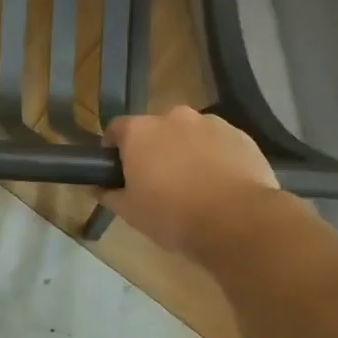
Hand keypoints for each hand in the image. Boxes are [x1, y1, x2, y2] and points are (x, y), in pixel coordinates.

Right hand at [102, 107, 279, 259]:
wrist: (236, 221)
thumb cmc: (172, 216)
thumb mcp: (130, 212)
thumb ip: (109, 194)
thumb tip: (96, 186)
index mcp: (140, 132)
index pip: (116, 129)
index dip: (114, 149)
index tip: (119, 171)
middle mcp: (174, 117)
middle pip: (156, 129)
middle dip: (154, 149)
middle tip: (157, 181)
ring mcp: (211, 123)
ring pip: (190, 134)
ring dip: (186, 151)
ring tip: (194, 185)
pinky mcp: (241, 136)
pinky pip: (219, 143)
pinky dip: (215, 157)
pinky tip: (220, 185)